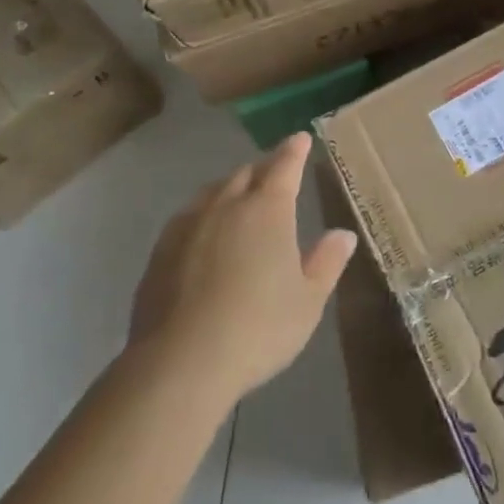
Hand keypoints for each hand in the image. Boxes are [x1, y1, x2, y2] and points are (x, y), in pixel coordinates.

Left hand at [126, 133, 356, 402]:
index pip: (284, 166)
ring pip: (213, 191)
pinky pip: (187, 216)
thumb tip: (343, 234)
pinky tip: (203, 232)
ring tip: (238, 199)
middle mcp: (228, 206)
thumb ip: (327, 263)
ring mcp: (189, 225)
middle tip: (274, 176)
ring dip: (231, 188)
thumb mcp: (308, 301)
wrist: (179, 364)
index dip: (294, 151)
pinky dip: (203, 213)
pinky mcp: (160, 251)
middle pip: (246, 174)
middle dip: (263, 170)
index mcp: (268, 210)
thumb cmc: (257, 329)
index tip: (300, 138)